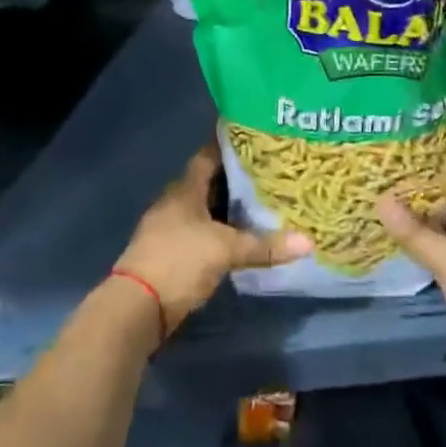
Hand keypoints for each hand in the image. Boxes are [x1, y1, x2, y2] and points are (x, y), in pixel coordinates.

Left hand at [114, 145, 312, 332]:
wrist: (136, 307)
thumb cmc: (179, 261)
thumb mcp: (225, 250)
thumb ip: (264, 245)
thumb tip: (308, 242)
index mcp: (185, 188)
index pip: (209, 155)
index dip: (230, 146)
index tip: (257, 139)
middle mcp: (176, 201)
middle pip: (209, 182)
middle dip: (236, 178)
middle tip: (270, 172)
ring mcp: (170, 227)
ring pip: (205, 209)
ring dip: (229, 207)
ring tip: (262, 202)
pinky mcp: (171, 252)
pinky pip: (201, 231)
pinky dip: (221, 230)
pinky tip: (241, 237)